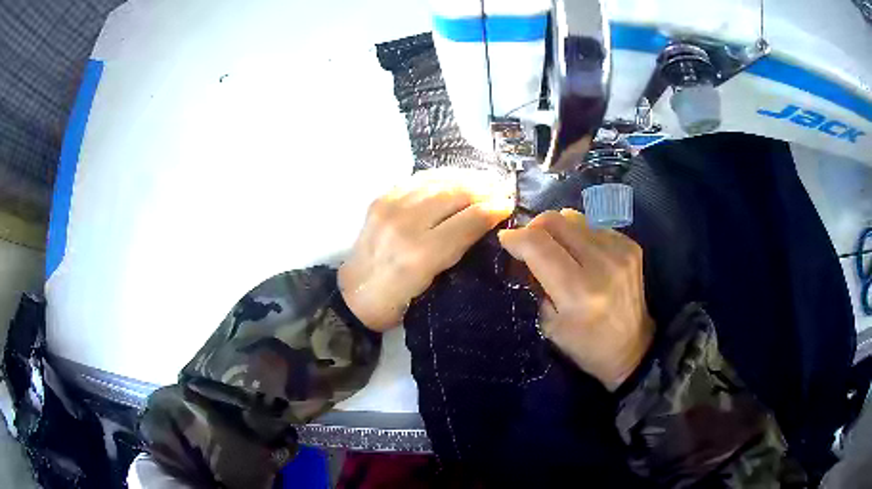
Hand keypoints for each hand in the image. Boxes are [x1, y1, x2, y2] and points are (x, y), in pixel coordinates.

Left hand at [339, 168, 514, 330]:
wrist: (352, 295)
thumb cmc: (395, 303)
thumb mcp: (432, 288)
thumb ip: (456, 252)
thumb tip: (484, 224)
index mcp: (421, 254)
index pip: (469, 220)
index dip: (494, 209)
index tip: (508, 205)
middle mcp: (406, 224)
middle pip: (456, 194)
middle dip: (484, 190)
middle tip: (500, 191)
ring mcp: (390, 207)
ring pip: (438, 181)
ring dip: (465, 179)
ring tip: (483, 181)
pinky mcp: (381, 199)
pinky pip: (418, 179)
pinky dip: (441, 177)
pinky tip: (454, 179)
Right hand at [498, 209, 653, 390]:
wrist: (633, 347)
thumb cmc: (587, 345)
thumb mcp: (550, 325)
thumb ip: (536, 283)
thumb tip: (525, 251)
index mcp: (578, 291)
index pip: (537, 245)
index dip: (515, 238)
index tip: (506, 241)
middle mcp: (601, 264)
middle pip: (555, 220)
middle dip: (534, 228)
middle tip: (530, 244)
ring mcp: (620, 251)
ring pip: (573, 217)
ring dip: (558, 230)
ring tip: (558, 250)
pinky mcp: (631, 245)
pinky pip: (593, 225)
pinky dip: (580, 235)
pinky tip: (583, 255)